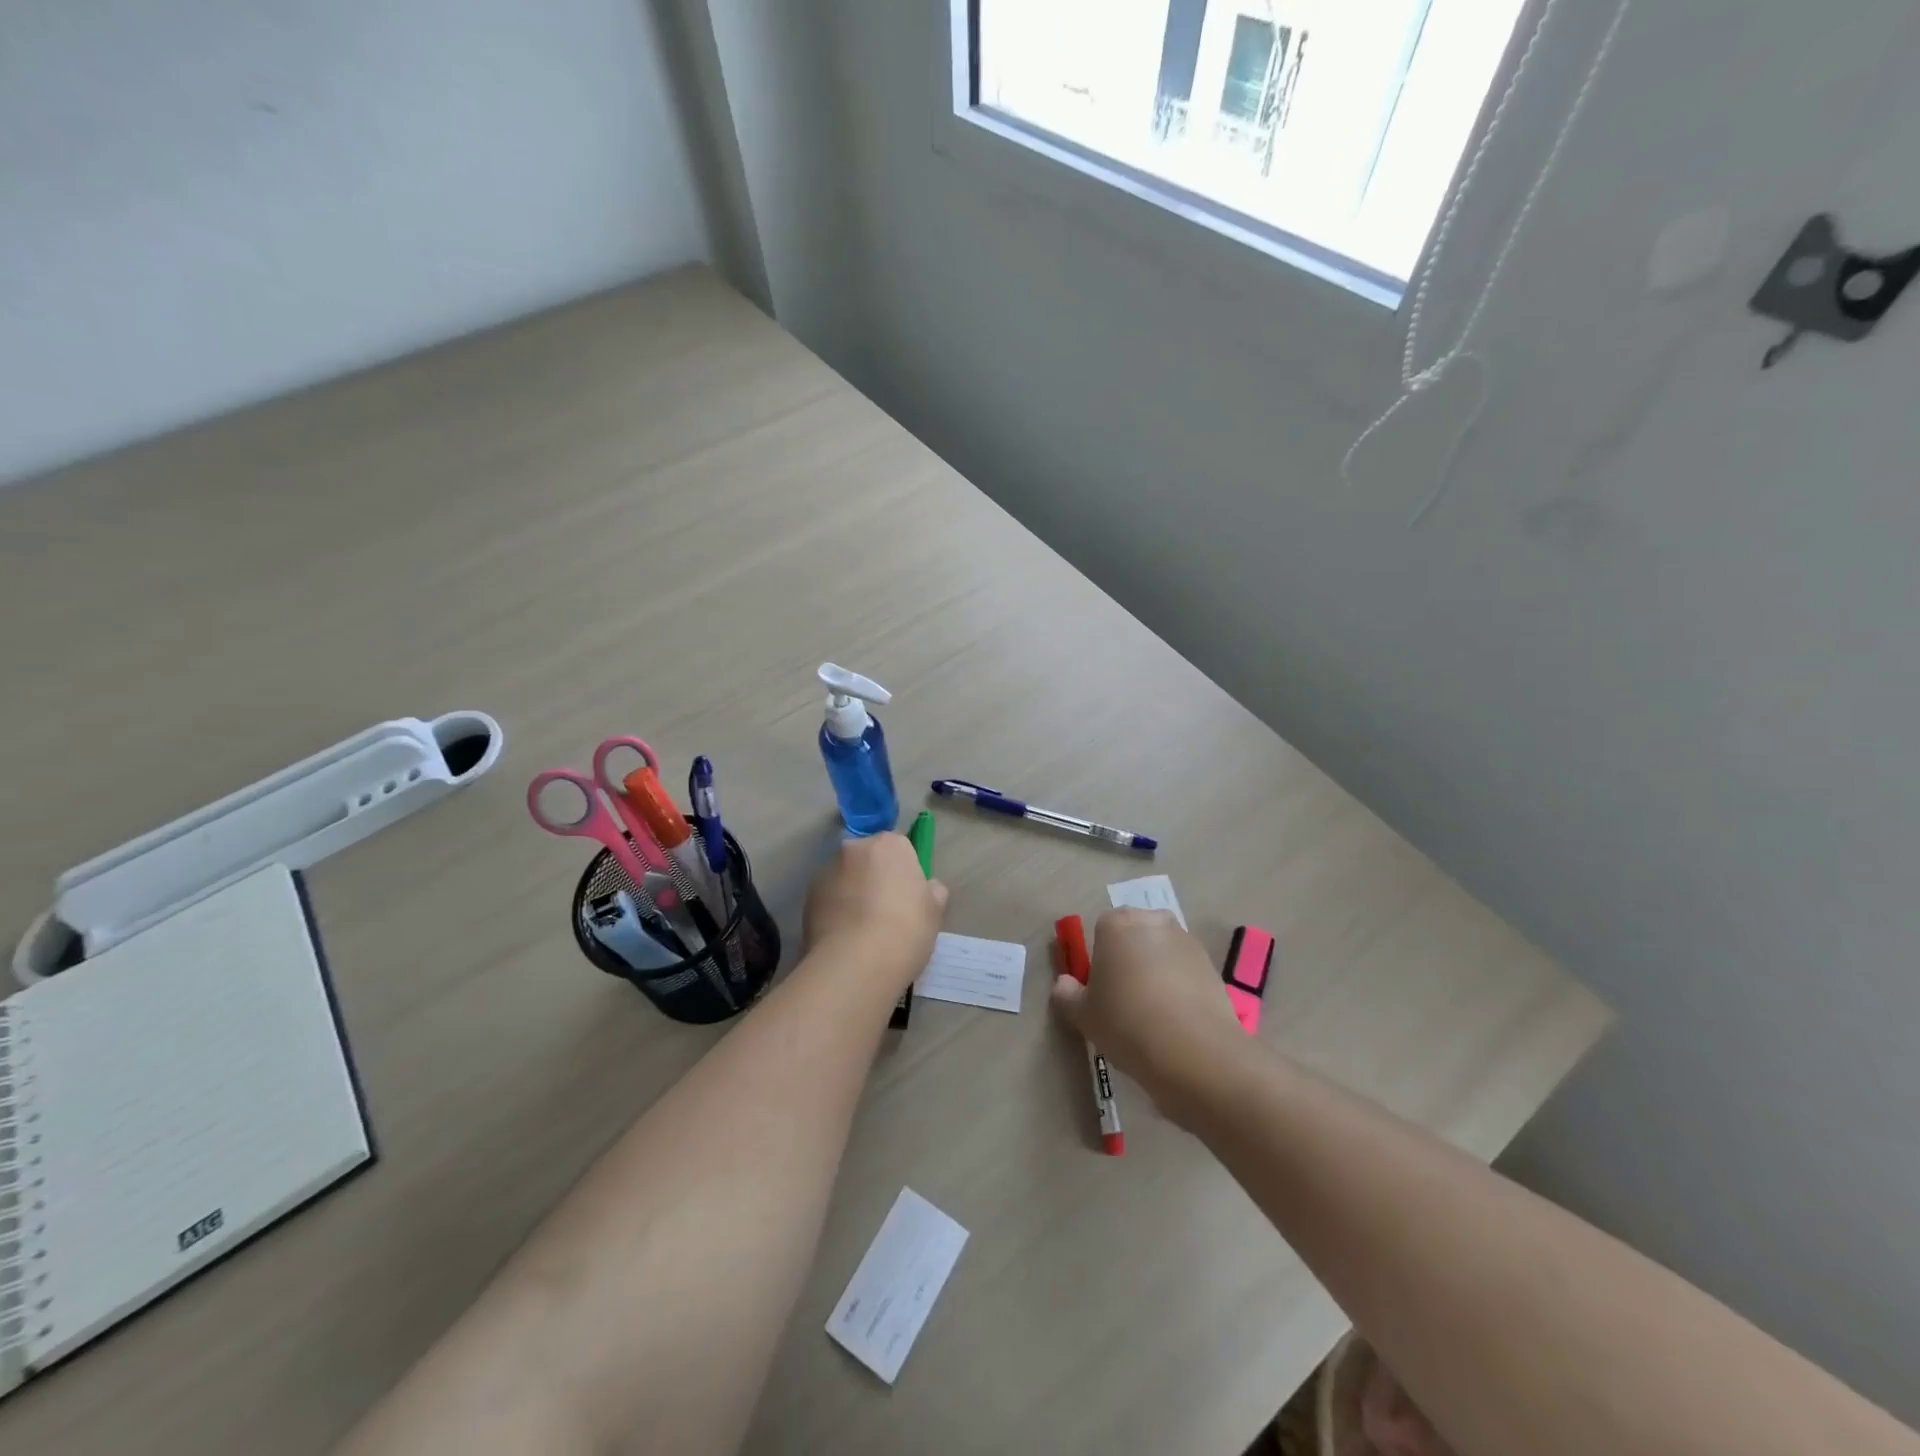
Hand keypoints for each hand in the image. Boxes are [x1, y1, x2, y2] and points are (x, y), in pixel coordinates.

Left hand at [802, 834, 948, 995]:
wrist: (856, 964)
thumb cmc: (905, 930)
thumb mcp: (935, 910)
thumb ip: (931, 890)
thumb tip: (927, 887)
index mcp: (890, 845)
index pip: (899, 847)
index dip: (904, 871)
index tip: (908, 896)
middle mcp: (855, 849)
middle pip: (868, 858)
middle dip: (874, 876)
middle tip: (886, 911)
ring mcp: (827, 871)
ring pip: (845, 877)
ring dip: (852, 892)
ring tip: (862, 930)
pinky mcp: (807, 897)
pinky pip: (828, 898)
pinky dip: (835, 910)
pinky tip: (844, 938)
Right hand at [1050, 908, 1246, 1117]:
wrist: (1194, 1052)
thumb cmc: (1127, 1023)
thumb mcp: (1083, 1015)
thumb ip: (1067, 994)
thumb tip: (1064, 984)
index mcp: (1116, 924)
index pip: (1101, 930)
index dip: (1100, 959)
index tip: (1101, 990)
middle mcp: (1152, 922)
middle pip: (1135, 936)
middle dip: (1130, 958)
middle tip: (1125, 999)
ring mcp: (1186, 941)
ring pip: (1162, 952)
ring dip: (1157, 972)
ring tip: (1154, 1014)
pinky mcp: (1212, 965)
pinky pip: (1185, 971)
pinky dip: (1180, 987)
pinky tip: (1177, 1019)